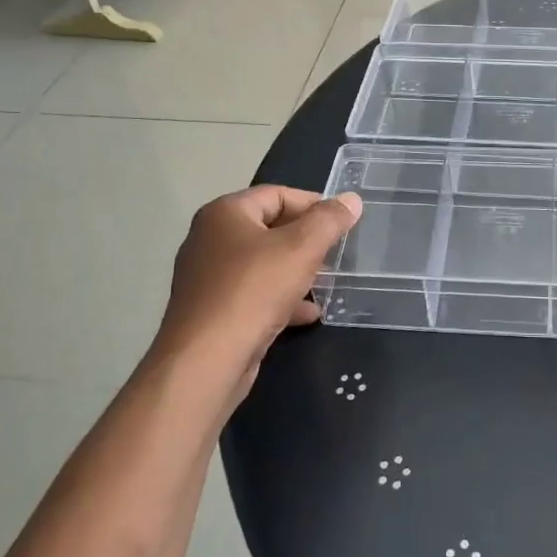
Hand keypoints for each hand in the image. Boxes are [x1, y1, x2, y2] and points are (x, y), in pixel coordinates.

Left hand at [150, 185, 361, 408]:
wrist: (205, 362)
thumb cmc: (253, 291)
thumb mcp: (302, 248)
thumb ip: (329, 220)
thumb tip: (351, 199)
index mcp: (225, 213)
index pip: (277, 194)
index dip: (313, 204)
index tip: (341, 222)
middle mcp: (210, 239)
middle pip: (269, 228)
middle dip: (306, 240)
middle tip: (336, 253)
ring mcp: (208, 278)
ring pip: (262, 264)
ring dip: (296, 271)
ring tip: (326, 283)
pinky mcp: (212, 312)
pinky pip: (253, 295)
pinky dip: (280, 299)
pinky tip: (307, 313)